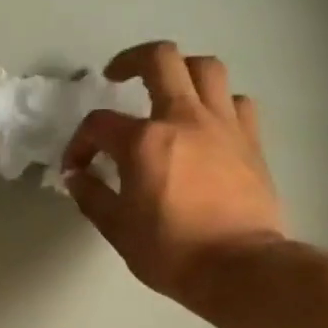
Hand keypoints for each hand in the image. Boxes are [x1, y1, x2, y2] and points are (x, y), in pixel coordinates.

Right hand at [63, 41, 286, 306]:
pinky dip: (218, 103)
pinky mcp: (250, 139)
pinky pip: (236, 101)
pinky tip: (207, 123)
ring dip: (181, 71)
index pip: (99, 124)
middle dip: (131, 60)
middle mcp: (184, 118)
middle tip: (117, 76)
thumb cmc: (170, 252)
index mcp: (144, 142)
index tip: (76, 168)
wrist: (239, 268)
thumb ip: (92, 196)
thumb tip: (76, 177)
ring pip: (205, 68)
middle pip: (160, 60)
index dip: (79, 143)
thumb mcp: (118, 229)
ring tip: (167, 90)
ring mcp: (223, 124)